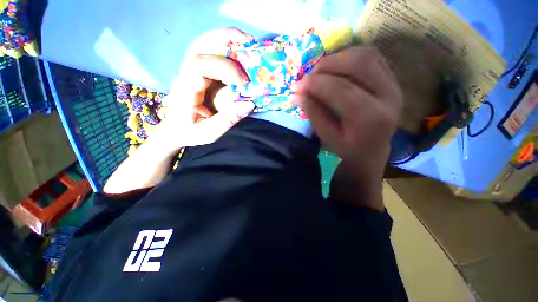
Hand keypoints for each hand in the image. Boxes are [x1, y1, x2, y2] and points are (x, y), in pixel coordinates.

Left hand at [156, 28, 255, 150]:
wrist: (174, 130)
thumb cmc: (189, 132)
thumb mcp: (209, 133)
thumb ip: (228, 120)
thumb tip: (250, 104)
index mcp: (184, 90)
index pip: (199, 66)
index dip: (225, 68)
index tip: (244, 82)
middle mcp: (184, 74)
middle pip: (200, 45)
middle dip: (226, 40)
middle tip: (250, 44)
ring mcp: (189, 70)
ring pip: (204, 43)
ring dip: (226, 38)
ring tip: (246, 41)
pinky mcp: (197, 72)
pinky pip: (210, 52)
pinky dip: (225, 46)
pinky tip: (238, 50)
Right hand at [294, 47, 402, 209]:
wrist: (371, 153)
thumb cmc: (347, 151)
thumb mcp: (327, 138)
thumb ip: (314, 113)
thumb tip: (296, 94)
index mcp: (371, 118)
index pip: (341, 90)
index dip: (316, 83)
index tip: (296, 85)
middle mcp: (389, 96)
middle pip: (358, 64)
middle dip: (327, 65)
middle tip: (308, 77)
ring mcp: (394, 86)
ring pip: (366, 55)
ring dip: (338, 58)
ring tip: (320, 72)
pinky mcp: (392, 81)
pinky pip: (372, 57)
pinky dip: (350, 57)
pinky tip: (337, 69)